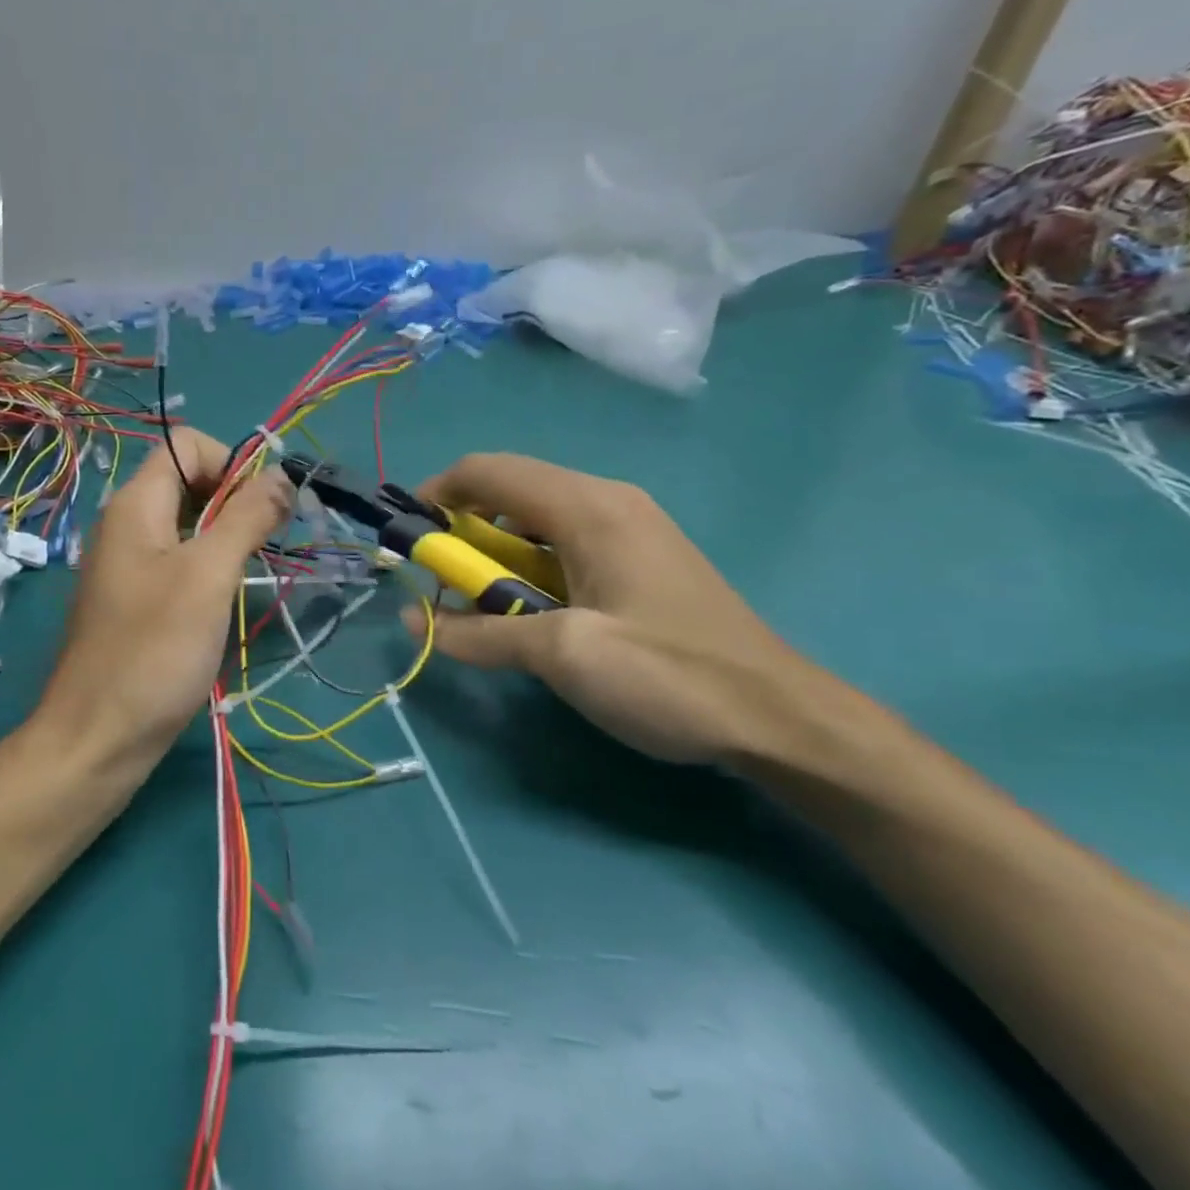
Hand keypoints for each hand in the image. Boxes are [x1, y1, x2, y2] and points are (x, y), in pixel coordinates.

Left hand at [37, 428, 293, 761]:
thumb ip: (246, 518)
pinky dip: (208, 567)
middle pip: (189, 481)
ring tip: (249, 574)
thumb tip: (282, 474)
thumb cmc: (155, 650)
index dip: (231, 463)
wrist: (98, 738)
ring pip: (187, 524)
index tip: (261, 509)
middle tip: (265, 544)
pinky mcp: (134, 600)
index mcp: (135, 504)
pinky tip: (222, 602)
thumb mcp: (209, 576)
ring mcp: (128, 564)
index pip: (188, 444)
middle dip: (235, 500)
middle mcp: (126, 524)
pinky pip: (177, 561)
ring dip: (226, 536)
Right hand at [400, 453, 845, 765]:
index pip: (488, 471)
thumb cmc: (669, 676)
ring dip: (496, 555)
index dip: (437, 495)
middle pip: (511, 491)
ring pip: (537, 520)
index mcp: (588, 507)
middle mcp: (607, 501)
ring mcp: (629, 527)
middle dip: (464, 532)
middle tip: (444, 586)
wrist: (781, 718)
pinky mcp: (640, 557)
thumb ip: (481, 633)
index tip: (408, 541)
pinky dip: (529, 567)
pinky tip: (532, 613)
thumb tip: (414, 620)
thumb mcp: (564, 656)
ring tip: (483, 606)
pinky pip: (565, 543)